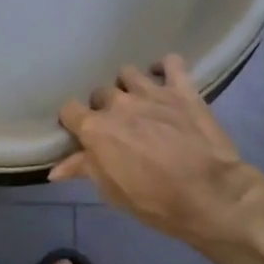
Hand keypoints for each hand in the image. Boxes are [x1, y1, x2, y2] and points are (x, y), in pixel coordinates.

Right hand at [53, 56, 263, 246]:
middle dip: (103, 107)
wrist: (209, 195)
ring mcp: (151, 92)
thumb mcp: (111, 191)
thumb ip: (84, 169)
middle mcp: (119, 104)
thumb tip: (55, 169)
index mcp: (96, 128)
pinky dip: (164, 67)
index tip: (81, 134)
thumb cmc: (154, 200)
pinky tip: (163, 78)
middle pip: (99, 93)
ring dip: (129, 86)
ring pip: (128, 73)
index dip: (73, 121)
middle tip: (115, 125)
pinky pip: (171, 62)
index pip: (69, 110)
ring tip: (137, 101)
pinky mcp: (182, 89)